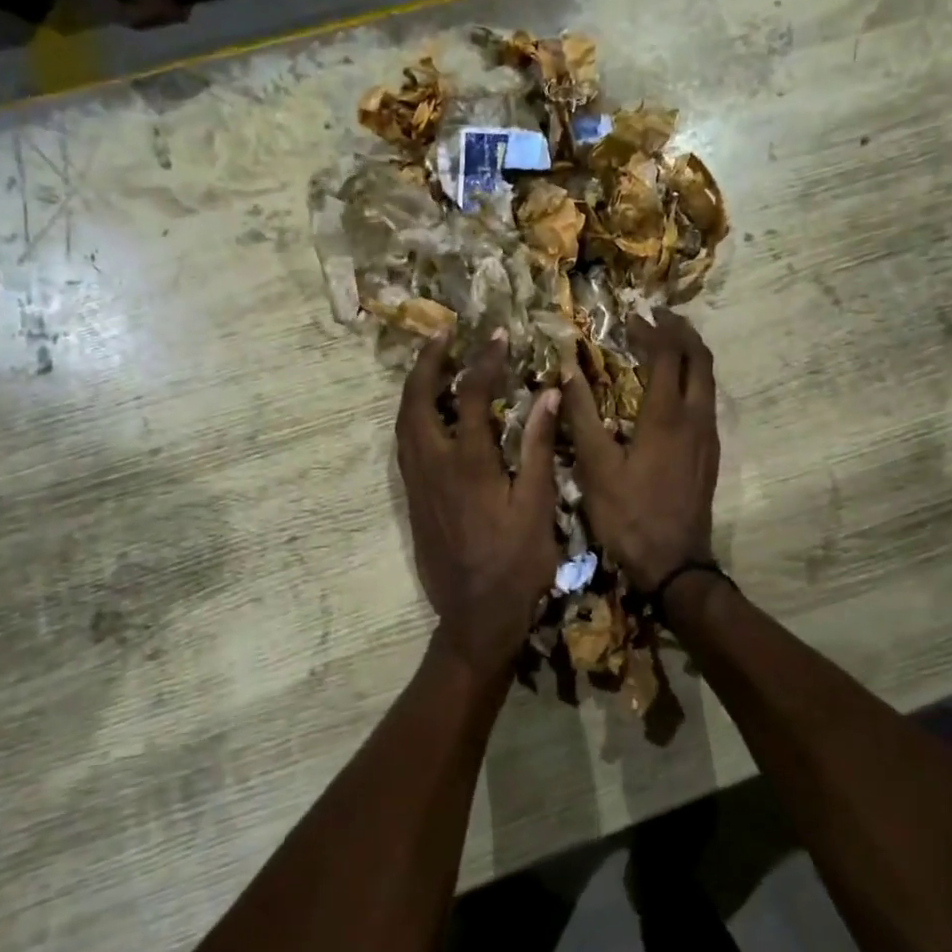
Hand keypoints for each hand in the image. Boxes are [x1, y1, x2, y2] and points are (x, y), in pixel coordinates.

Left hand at [397, 330, 560, 675]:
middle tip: (443, 335)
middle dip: (427, 362)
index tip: (497, 336)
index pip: (470, 395)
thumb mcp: (538, 505)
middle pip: (416, 400)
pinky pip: (404, 445)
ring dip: (414, 387)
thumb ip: (540, 447)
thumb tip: (547, 394)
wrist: (476, 615)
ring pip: (403, 422)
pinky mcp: (412, 500)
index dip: (484, 361)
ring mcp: (417, 483)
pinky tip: (427, 415)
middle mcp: (433, 465)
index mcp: (468, 463)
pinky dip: (412, 416)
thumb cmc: (517, 563)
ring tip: (432, 365)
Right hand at [562, 309, 719, 592]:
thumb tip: (567, 370)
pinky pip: (706, 400)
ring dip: (689, 354)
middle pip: (699, 359)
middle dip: (680, 331)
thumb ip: (581, 415)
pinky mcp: (710, 453)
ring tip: (664, 343)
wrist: (675, 564)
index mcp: (666, 416)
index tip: (631, 316)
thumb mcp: (595, 467)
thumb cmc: (629, 515)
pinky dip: (692, 379)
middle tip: (656, 317)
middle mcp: (695, 418)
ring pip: (708, 379)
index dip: (650, 329)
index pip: (666, 354)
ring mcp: (708, 436)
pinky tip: (671, 389)